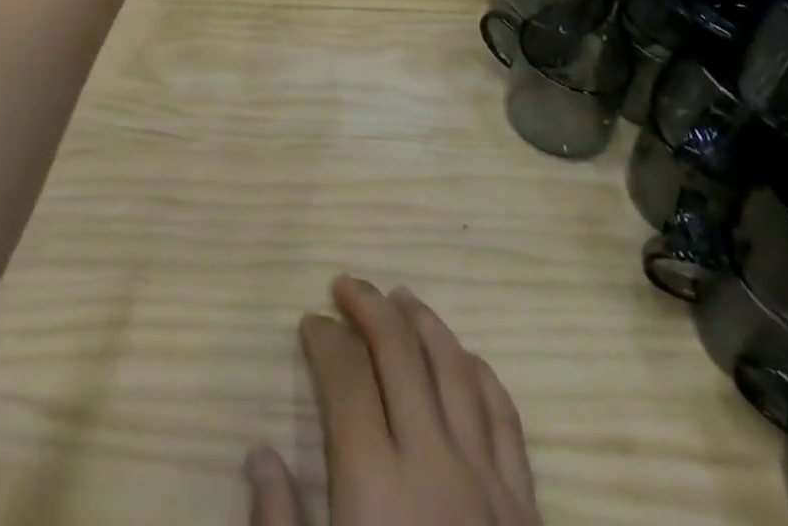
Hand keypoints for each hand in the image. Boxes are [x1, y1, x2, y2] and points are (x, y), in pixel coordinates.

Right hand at [248, 277, 540, 525]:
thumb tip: (260, 452)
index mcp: (375, 487)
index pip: (345, 379)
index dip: (324, 340)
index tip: (309, 321)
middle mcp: (433, 464)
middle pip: (399, 352)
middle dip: (369, 306)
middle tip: (345, 283)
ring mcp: (487, 482)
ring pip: (454, 367)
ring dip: (424, 322)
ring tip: (400, 296)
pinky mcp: (527, 508)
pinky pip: (505, 416)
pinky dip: (480, 373)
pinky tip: (465, 358)